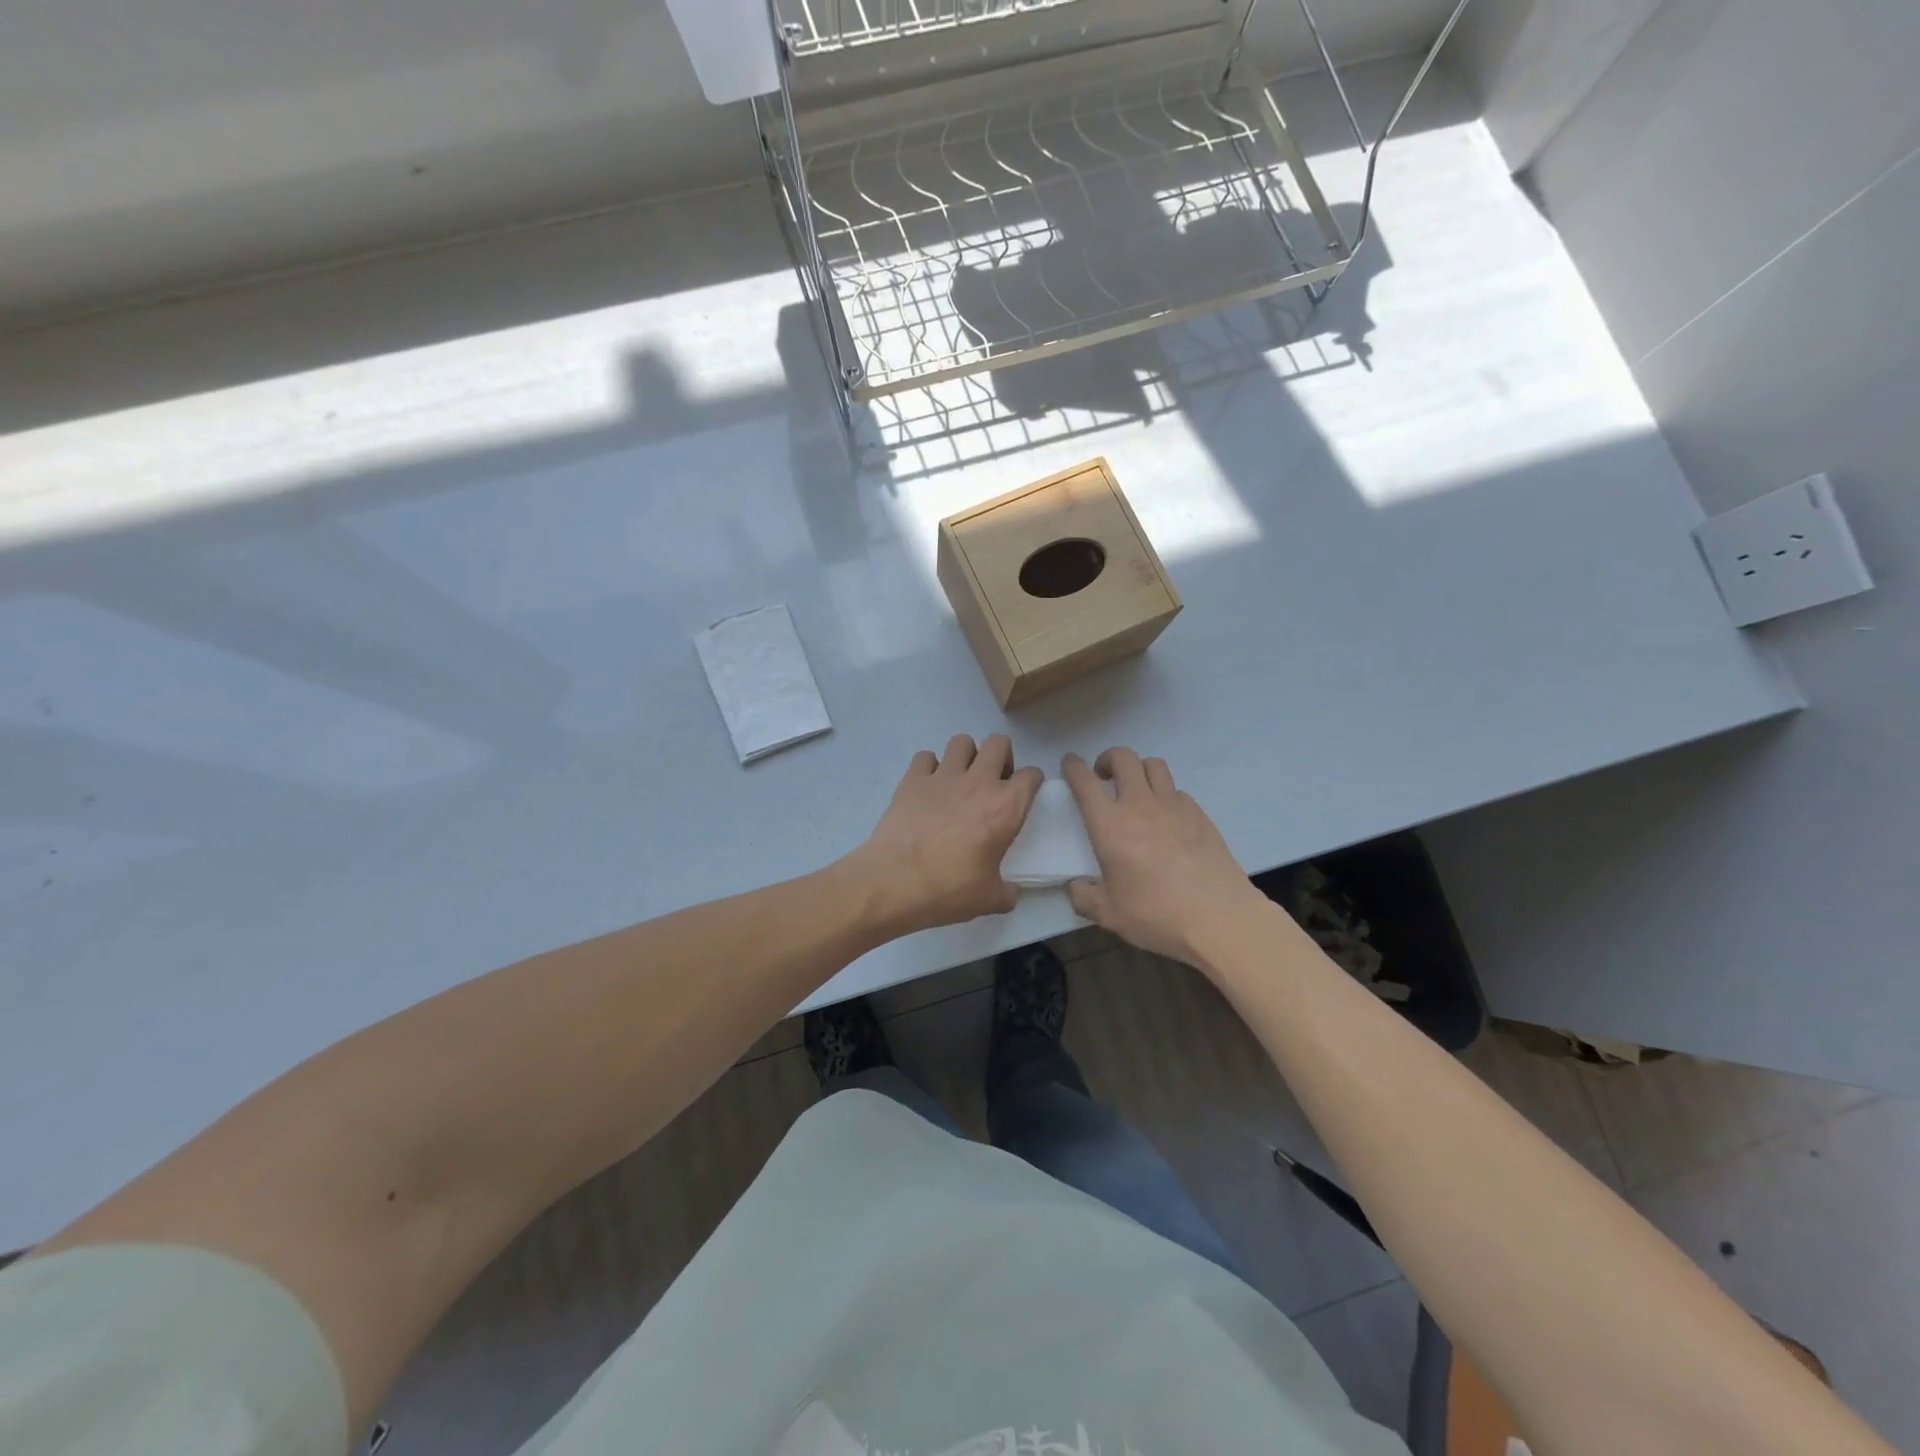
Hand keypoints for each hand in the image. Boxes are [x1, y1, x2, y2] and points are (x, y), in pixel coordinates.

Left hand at [851, 734, 1043, 935]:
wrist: (894, 882)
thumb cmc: (948, 889)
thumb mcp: (990, 900)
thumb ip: (1007, 892)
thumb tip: (1011, 893)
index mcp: (1005, 807)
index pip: (1031, 776)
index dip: (1032, 782)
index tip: (1024, 795)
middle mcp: (978, 782)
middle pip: (999, 743)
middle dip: (1001, 757)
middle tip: (993, 782)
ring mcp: (943, 776)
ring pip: (962, 742)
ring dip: (966, 756)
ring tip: (961, 779)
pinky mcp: (912, 779)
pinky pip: (925, 756)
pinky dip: (929, 767)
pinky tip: (928, 788)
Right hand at [1062, 749, 1265, 964]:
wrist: (1219, 918)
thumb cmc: (1156, 914)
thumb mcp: (1108, 914)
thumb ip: (1084, 897)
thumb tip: (1077, 886)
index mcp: (1110, 825)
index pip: (1085, 782)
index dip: (1073, 767)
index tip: (1070, 764)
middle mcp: (1140, 805)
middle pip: (1124, 758)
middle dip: (1108, 759)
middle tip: (1104, 778)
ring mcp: (1174, 806)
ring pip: (1154, 765)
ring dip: (1138, 770)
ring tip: (1136, 790)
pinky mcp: (1200, 815)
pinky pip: (1177, 791)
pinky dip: (1165, 795)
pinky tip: (1166, 818)